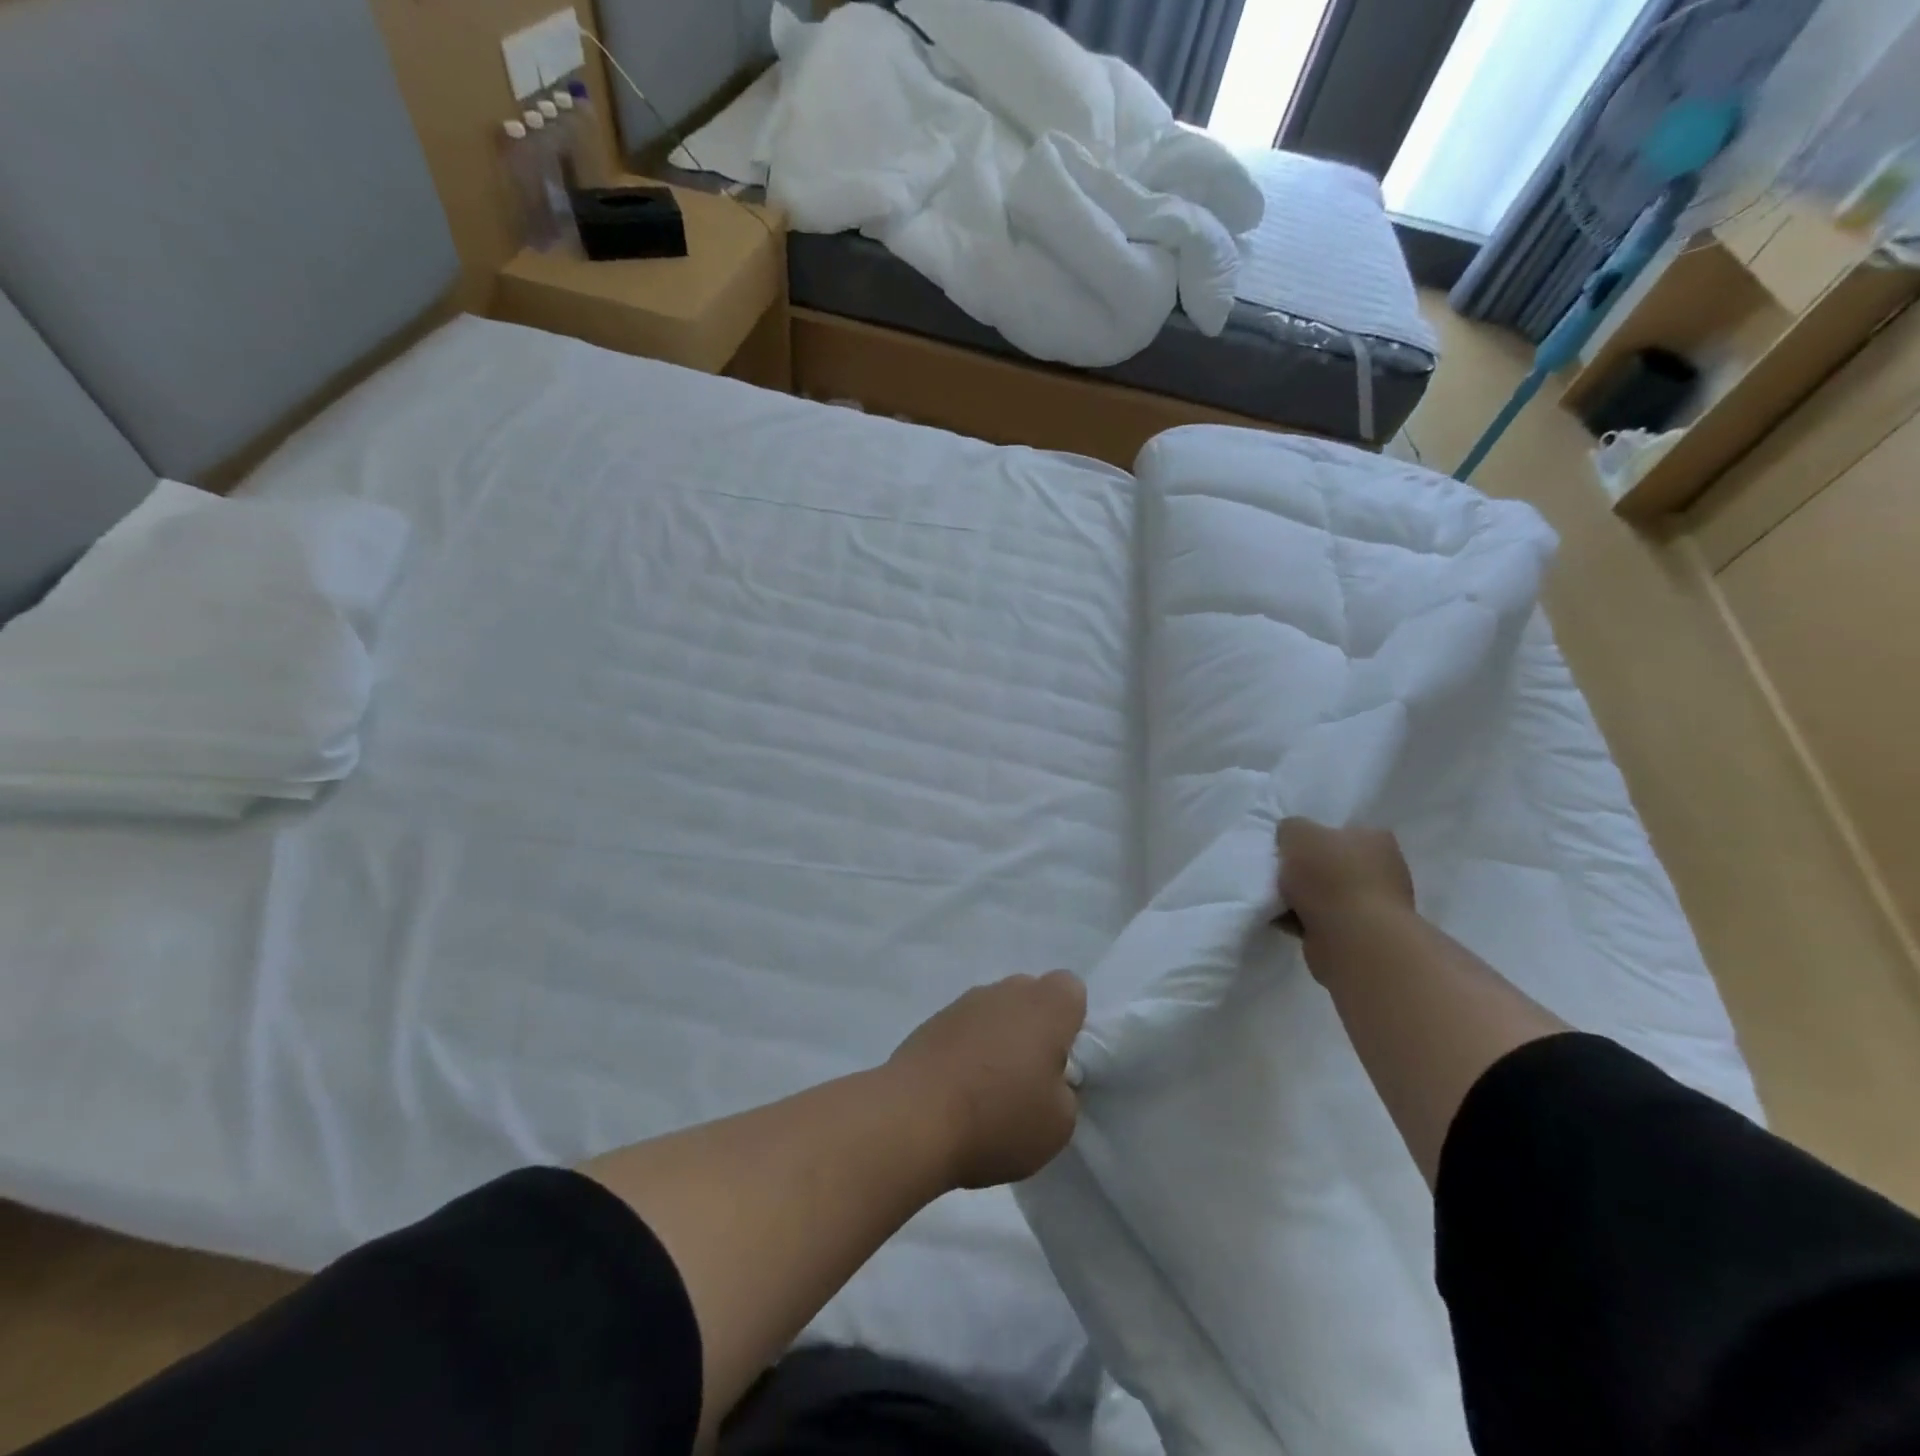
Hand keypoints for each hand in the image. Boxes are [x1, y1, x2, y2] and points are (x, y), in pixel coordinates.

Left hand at [887, 972, 1086, 1189]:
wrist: (914, 1117)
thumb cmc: (999, 1116)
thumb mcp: (1059, 1123)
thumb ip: (1064, 1091)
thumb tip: (1046, 1079)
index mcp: (1046, 1005)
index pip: (1071, 990)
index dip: (1071, 1023)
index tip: (1062, 1062)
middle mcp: (1005, 991)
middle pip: (1029, 997)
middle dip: (1033, 1030)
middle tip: (1029, 1079)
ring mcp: (963, 1003)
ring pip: (994, 1013)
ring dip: (997, 1040)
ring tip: (987, 1092)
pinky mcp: (931, 1022)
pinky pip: (963, 1030)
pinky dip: (965, 1052)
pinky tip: (957, 1092)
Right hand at [1275, 818, 1414, 936]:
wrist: (1353, 938)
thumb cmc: (1329, 876)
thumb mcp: (1298, 833)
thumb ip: (1291, 828)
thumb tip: (1291, 838)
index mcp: (1376, 839)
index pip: (1342, 832)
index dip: (1313, 838)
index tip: (1290, 849)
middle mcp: (1383, 870)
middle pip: (1332, 864)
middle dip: (1306, 871)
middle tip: (1280, 874)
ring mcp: (1376, 906)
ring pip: (1327, 895)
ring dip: (1302, 899)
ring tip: (1277, 900)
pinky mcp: (1362, 936)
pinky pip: (1323, 921)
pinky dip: (1303, 921)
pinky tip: (1283, 921)